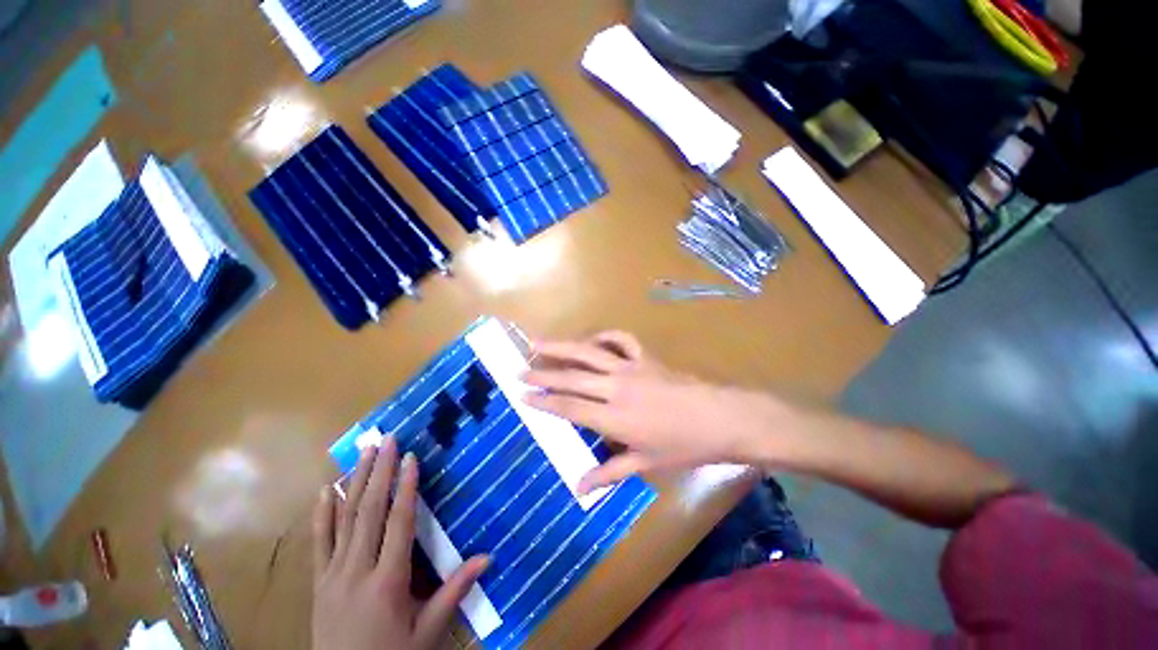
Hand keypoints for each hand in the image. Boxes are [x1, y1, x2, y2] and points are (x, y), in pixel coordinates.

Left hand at [312, 437, 489, 649]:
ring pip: (344, 520)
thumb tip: (488, 557)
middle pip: (368, 512)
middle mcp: (357, 571)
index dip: (405, 487)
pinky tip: (326, 490)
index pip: (398, 523)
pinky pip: (319, 542)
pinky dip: (322, 513)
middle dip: (379, 472)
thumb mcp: (428, 632)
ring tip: (363, 452)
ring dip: (355, 482)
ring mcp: (333, 575)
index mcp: (387, 582)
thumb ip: (455, 591)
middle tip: (386, 439)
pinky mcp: (318, 583)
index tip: (410, 457)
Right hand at [522, 331, 794, 492]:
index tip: (523, 395)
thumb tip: (580, 487)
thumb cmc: (684, 446)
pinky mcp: (645, 356)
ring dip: (562, 346)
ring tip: (539, 342)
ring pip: (589, 351)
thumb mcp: (647, 463)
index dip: (544, 401)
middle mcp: (616, 387)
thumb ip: (610, 472)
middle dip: (543, 373)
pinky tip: (592, 341)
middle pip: (573, 376)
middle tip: (520, 369)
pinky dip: (603, 336)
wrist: (721, 418)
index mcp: (615, 417)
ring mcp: (631, 367)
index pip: (570, 406)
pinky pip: (620, 339)